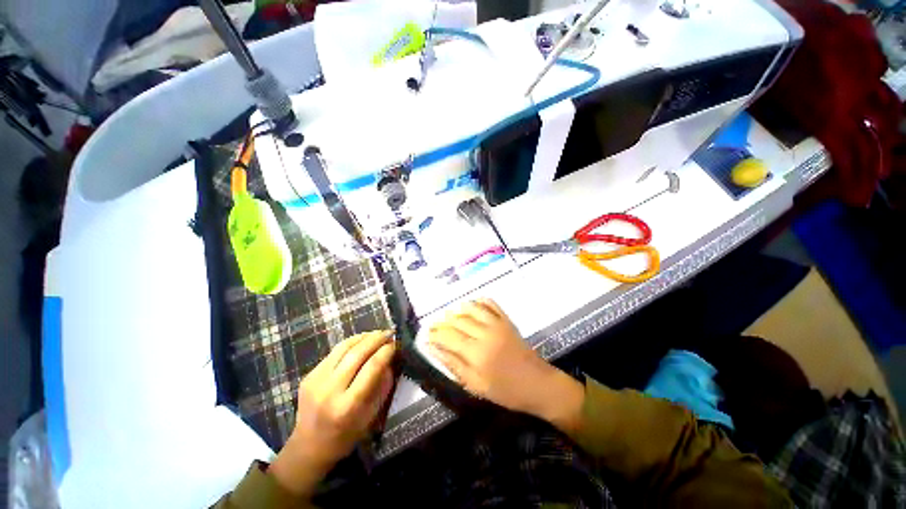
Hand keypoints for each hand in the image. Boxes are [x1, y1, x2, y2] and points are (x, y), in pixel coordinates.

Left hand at [269, 331, 395, 495]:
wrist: (309, 446)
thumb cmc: (346, 435)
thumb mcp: (371, 415)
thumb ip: (382, 385)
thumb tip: (391, 358)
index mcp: (347, 405)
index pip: (372, 367)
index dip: (386, 351)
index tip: (397, 343)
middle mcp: (329, 390)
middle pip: (357, 353)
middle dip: (376, 339)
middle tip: (389, 332)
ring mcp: (316, 381)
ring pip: (344, 347)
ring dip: (364, 337)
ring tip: (377, 333)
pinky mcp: (309, 375)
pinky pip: (334, 352)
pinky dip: (351, 343)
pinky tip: (361, 342)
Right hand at [429, 299, 583, 430]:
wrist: (538, 384)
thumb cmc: (506, 391)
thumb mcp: (476, 386)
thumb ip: (455, 365)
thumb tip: (434, 350)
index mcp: (477, 353)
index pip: (449, 337)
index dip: (436, 334)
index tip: (427, 334)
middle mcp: (485, 334)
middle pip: (458, 321)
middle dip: (443, 321)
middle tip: (435, 325)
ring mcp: (497, 324)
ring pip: (472, 309)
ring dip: (458, 309)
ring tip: (450, 314)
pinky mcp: (507, 321)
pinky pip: (491, 304)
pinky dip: (479, 301)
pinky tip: (472, 304)